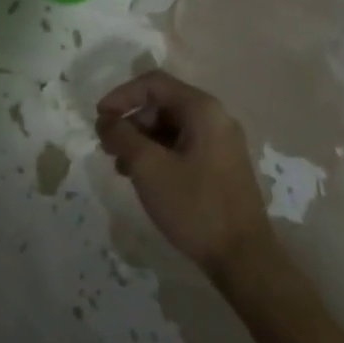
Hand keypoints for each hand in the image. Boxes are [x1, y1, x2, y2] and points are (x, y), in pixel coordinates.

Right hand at [96, 70, 275, 278]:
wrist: (244, 259)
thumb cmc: (195, 205)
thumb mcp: (148, 167)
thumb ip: (122, 136)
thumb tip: (106, 120)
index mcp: (202, 109)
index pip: (154, 83)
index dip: (122, 95)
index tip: (99, 118)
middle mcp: (216, 117)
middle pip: (163, 104)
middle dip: (131, 122)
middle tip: (108, 147)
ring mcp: (222, 143)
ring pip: (172, 127)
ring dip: (142, 141)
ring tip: (122, 168)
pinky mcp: (222, 166)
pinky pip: (184, 146)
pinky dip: (160, 154)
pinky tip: (145, 179)